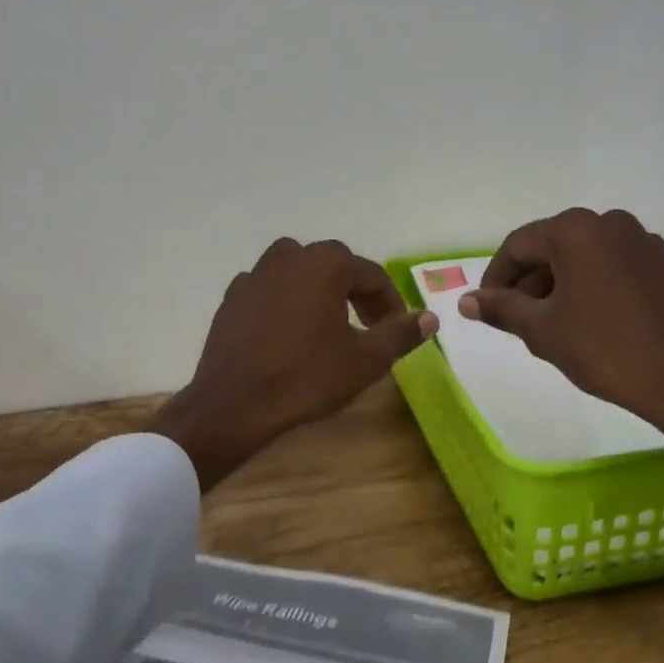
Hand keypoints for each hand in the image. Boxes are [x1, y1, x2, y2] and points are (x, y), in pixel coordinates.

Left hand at [152, 239, 436, 490]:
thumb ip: (400, 335)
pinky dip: (284, 299)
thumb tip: (430, 318)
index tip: (396, 329)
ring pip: (297, 269)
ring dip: (318, 288)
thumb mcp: (364, 361)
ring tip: (327, 321)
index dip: (390, 302)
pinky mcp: (232, 297)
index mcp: (325, 265)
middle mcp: (290, 258)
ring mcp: (256, 275)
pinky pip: (268, 288)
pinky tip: (287, 330)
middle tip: (368, 325)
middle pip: (334, 265)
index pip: (371, 274)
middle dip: (356, 291)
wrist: (234, 404)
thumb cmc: (306, 378)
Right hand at [460, 209, 663, 520]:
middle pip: (551, 247)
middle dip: (528, 283)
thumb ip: (501, 309)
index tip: (487, 308)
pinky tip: (588, 322)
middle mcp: (609, 222)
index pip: (518, 246)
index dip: (495, 278)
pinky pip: (611, 265)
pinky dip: (590, 285)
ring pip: (582, 257)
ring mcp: (641, 240)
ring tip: (551, 327)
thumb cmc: (605, 350)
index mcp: (575, 230)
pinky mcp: (663, 263)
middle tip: (517, 323)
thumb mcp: (543, 331)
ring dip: (558, 285)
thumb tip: (466, 302)